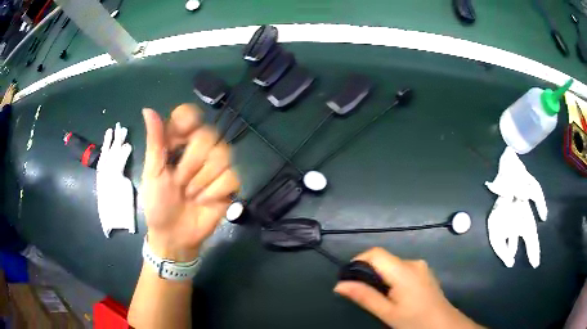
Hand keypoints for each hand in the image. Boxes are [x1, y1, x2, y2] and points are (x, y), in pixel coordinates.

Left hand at [141, 104, 239, 261]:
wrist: (174, 236)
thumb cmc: (157, 204)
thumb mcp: (152, 173)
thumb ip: (155, 142)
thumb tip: (147, 109)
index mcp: (177, 143)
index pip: (188, 115)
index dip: (187, 123)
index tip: (178, 141)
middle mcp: (198, 149)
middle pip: (209, 135)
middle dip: (191, 164)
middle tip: (179, 182)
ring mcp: (215, 166)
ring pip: (223, 154)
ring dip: (202, 180)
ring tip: (191, 195)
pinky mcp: (228, 184)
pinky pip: (231, 175)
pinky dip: (215, 191)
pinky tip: (205, 201)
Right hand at [334, 248, 482, 328]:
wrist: (443, 324)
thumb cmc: (414, 320)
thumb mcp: (387, 312)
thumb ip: (364, 296)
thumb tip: (339, 285)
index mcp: (403, 271)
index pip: (375, 253)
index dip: (358, 261)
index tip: (348, 278)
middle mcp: (413, 262)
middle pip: (383, 259)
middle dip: (367, 272)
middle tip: (360, 292)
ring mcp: (421, 266)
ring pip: (392, 264)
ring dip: (379, 276)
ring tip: (376, 297)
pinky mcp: (424, 272)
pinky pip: (401, 269)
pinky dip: (391, 277)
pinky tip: (392, 295)